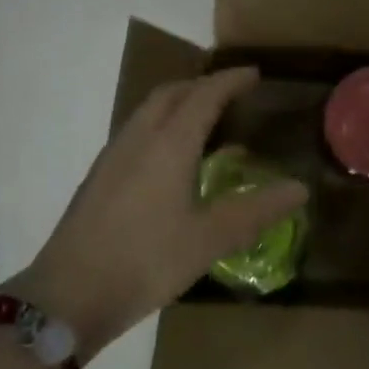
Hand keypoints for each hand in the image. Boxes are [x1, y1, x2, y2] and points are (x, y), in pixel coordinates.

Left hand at [9, 68, 307, 359]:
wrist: (69, 294)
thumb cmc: (146, 260)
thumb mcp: (210, 239)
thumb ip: (256, 210)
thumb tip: (300, 188)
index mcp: (169, 144)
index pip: (204, 95)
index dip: (230, 81)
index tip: (254, 74)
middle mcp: (139, 139)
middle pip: (171, 94)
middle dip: (202, 85)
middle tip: (230, 93)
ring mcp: (113, 157)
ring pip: (148, 112)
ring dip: (178, 104)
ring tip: (205, 121)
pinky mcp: (99, 177)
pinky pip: (136, 132)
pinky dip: (161, 126)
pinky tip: (171, 161)